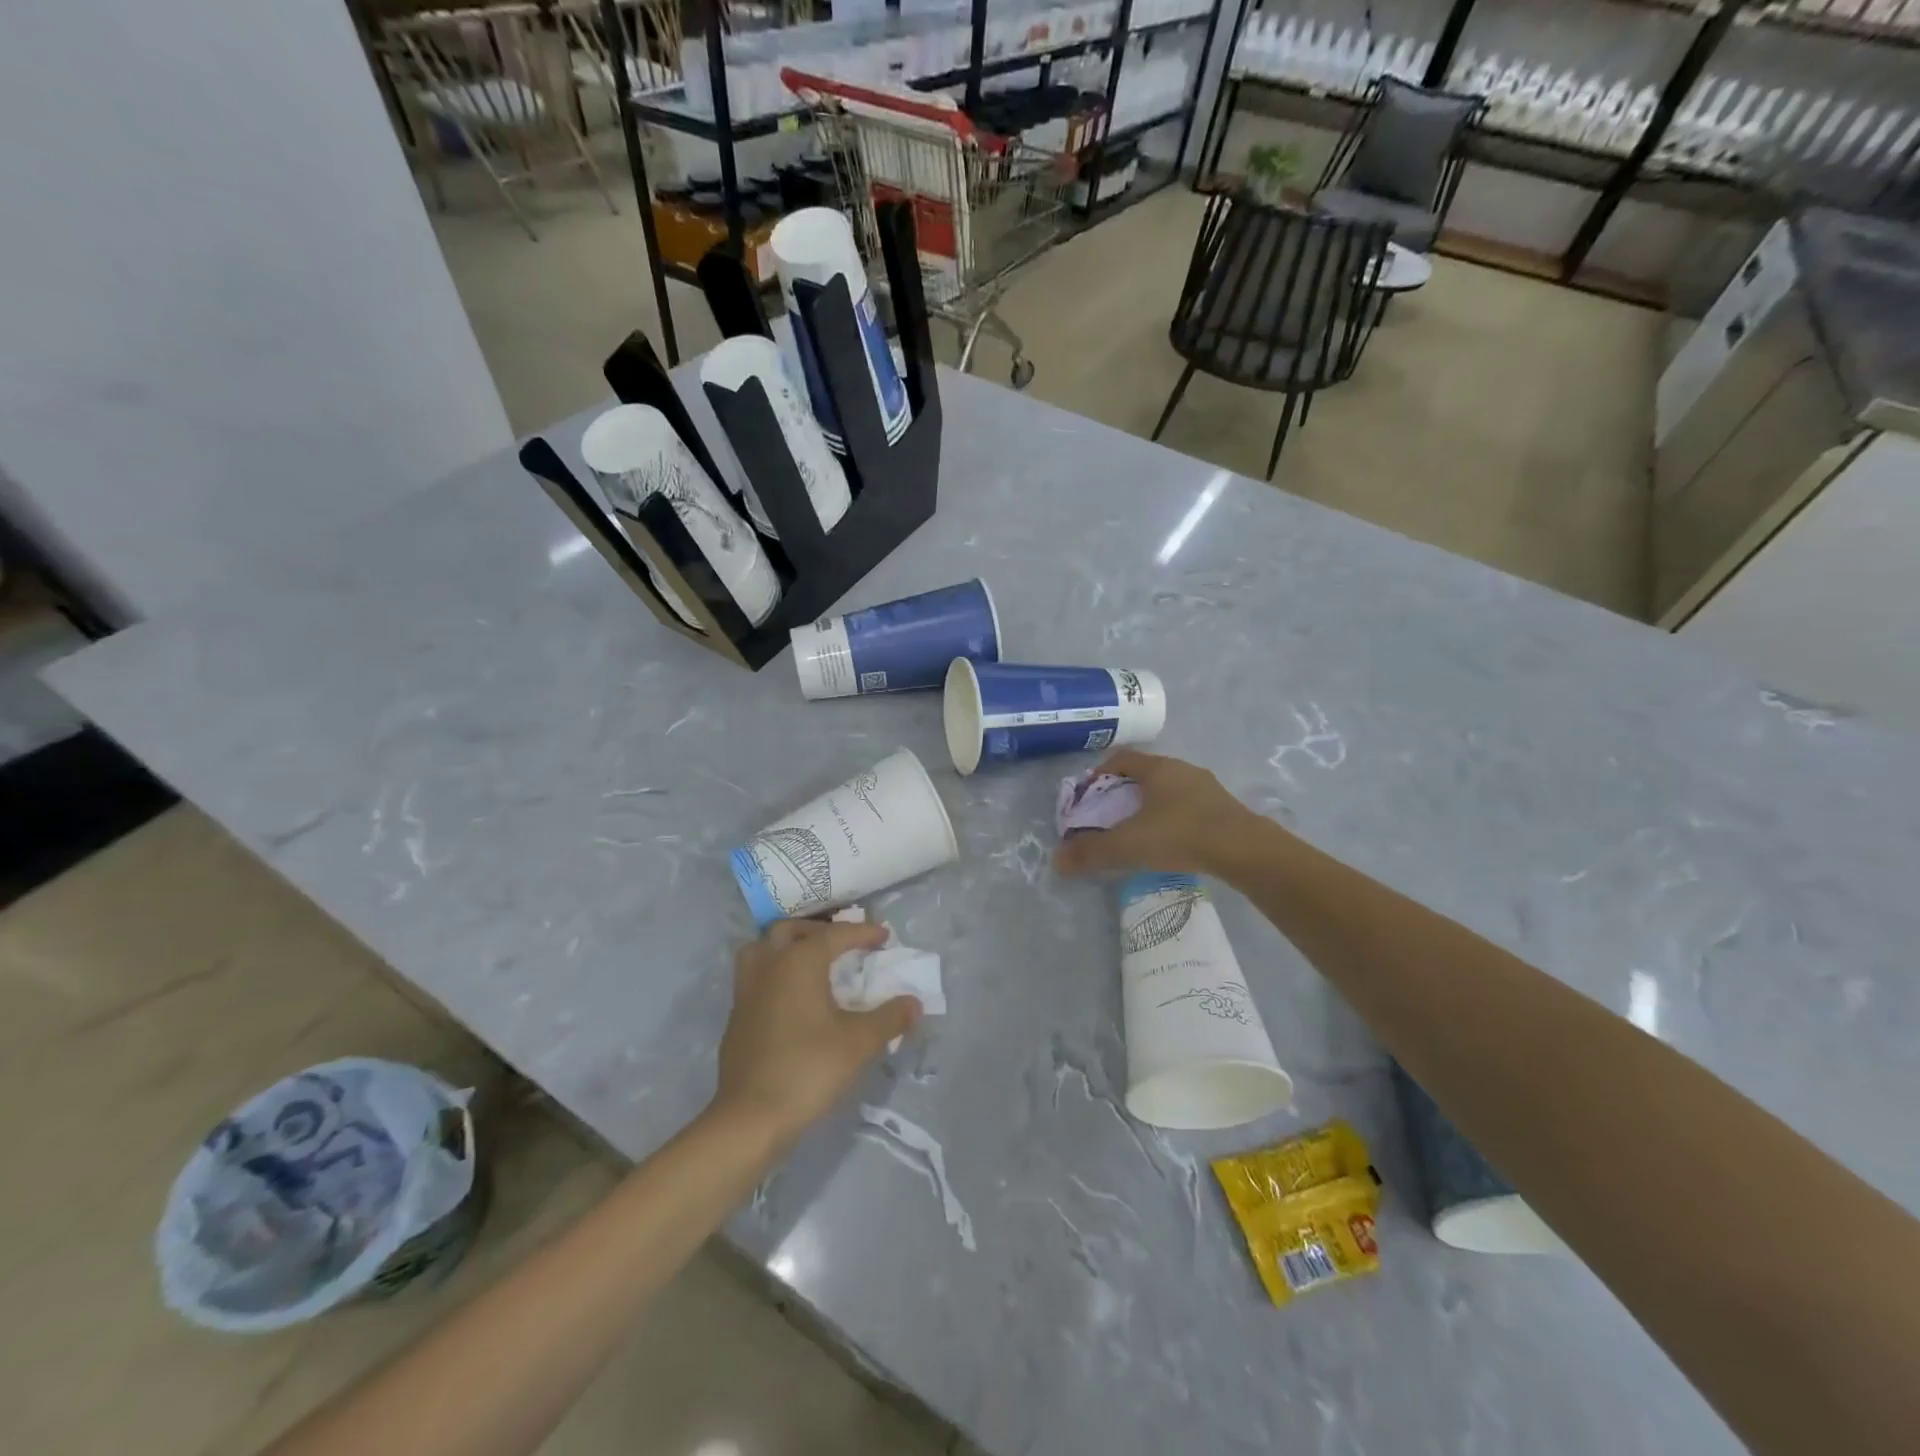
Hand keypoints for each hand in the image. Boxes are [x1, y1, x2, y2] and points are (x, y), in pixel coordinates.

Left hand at [713, 919, 918, 1144]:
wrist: (751, 1117)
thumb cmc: (809, 1068)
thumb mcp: (859, 1042)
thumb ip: (890, 1018)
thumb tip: (914, 1003)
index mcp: (799, 962)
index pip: (835, 935)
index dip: (862, 933)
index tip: (884, 936)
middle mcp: (769, 966)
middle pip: (789, 930)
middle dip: (819, 931)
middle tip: (843, 944)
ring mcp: (746, 991)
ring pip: (761, 949)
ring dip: (786, 947)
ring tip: (809, 962)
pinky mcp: (736, 1017)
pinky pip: (754, 978)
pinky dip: (774, 974)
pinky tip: (791, 998)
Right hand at [1053, 749, 1266, 879]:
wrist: (1245, 850)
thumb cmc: (1181, 835)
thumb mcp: (1129, 845)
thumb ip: (1092, 852)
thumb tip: (1057, 861)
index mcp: (1158, 768)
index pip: (1122, 759)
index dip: (1101, 773)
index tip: (1089, 794)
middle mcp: (1183, 770)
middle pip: (1146, 773)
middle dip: (1125, 791)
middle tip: (1111, 815)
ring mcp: (1208, 788)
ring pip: (1170, 790)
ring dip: (1152, 805)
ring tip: (1141, 830)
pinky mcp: (1225, 808)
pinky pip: (1190, 806)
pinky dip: (1175, 818)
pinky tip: (1173, 841)